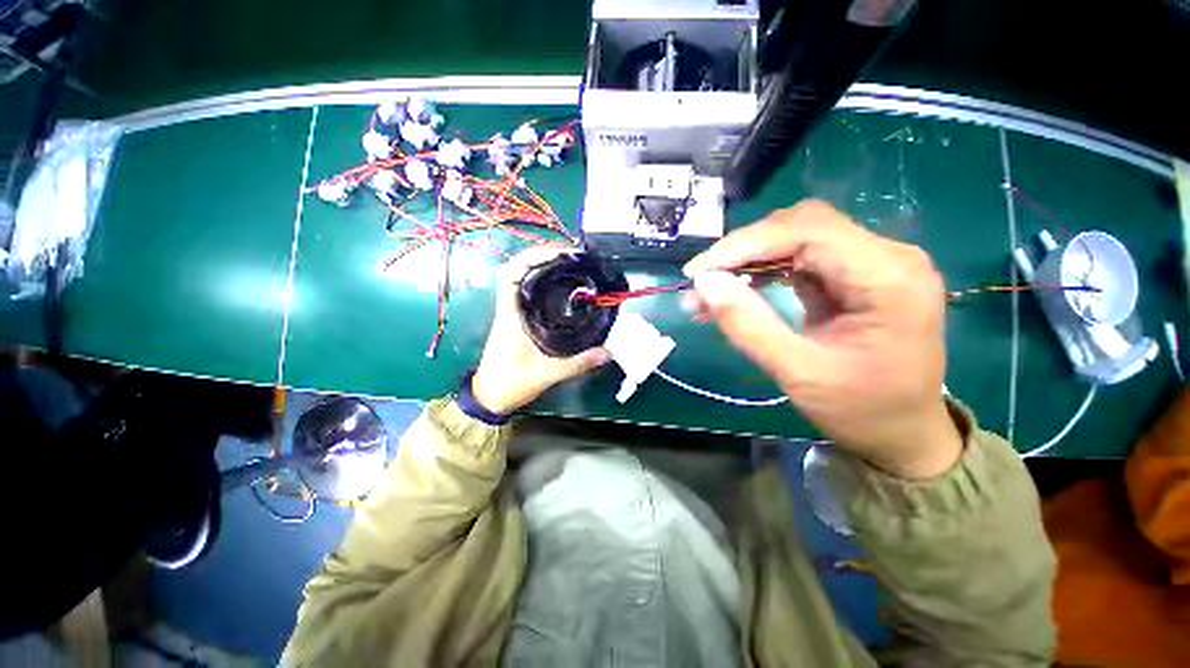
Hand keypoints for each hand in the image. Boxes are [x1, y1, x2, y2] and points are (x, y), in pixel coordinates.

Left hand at [471, 246, 610, 414]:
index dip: (531, 257)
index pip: (510, 274)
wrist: (490, 397)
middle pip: (518, 269)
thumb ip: (578, 363)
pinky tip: (562, 285)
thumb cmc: (511, 383)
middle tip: (572, 254)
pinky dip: (543, 282)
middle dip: (542, 256)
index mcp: (510, 315)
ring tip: (570, 262)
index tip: (558, 254)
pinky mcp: (518, 320)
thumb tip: (607, 352)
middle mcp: (509, 308)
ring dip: (542, 266)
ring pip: (523, 279)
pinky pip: (529, 292)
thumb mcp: (547, 373)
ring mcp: (513, 313)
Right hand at [683, 200, 961, 478]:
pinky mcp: (853, 274)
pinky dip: (760, 270)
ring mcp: (871, 262)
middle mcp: (886, 256)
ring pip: (795, 238)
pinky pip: (798, 258)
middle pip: (801, 226)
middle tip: (701, 281)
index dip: (745, 244)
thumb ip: (747, 324)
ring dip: (747, 260)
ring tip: (708, 290)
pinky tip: (735, 289)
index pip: (807, 231)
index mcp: (888, 278)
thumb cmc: (859, 410)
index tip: (698, 272)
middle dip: (743, 249)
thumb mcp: (797, 372)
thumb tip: (703, 283)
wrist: (901, 431)